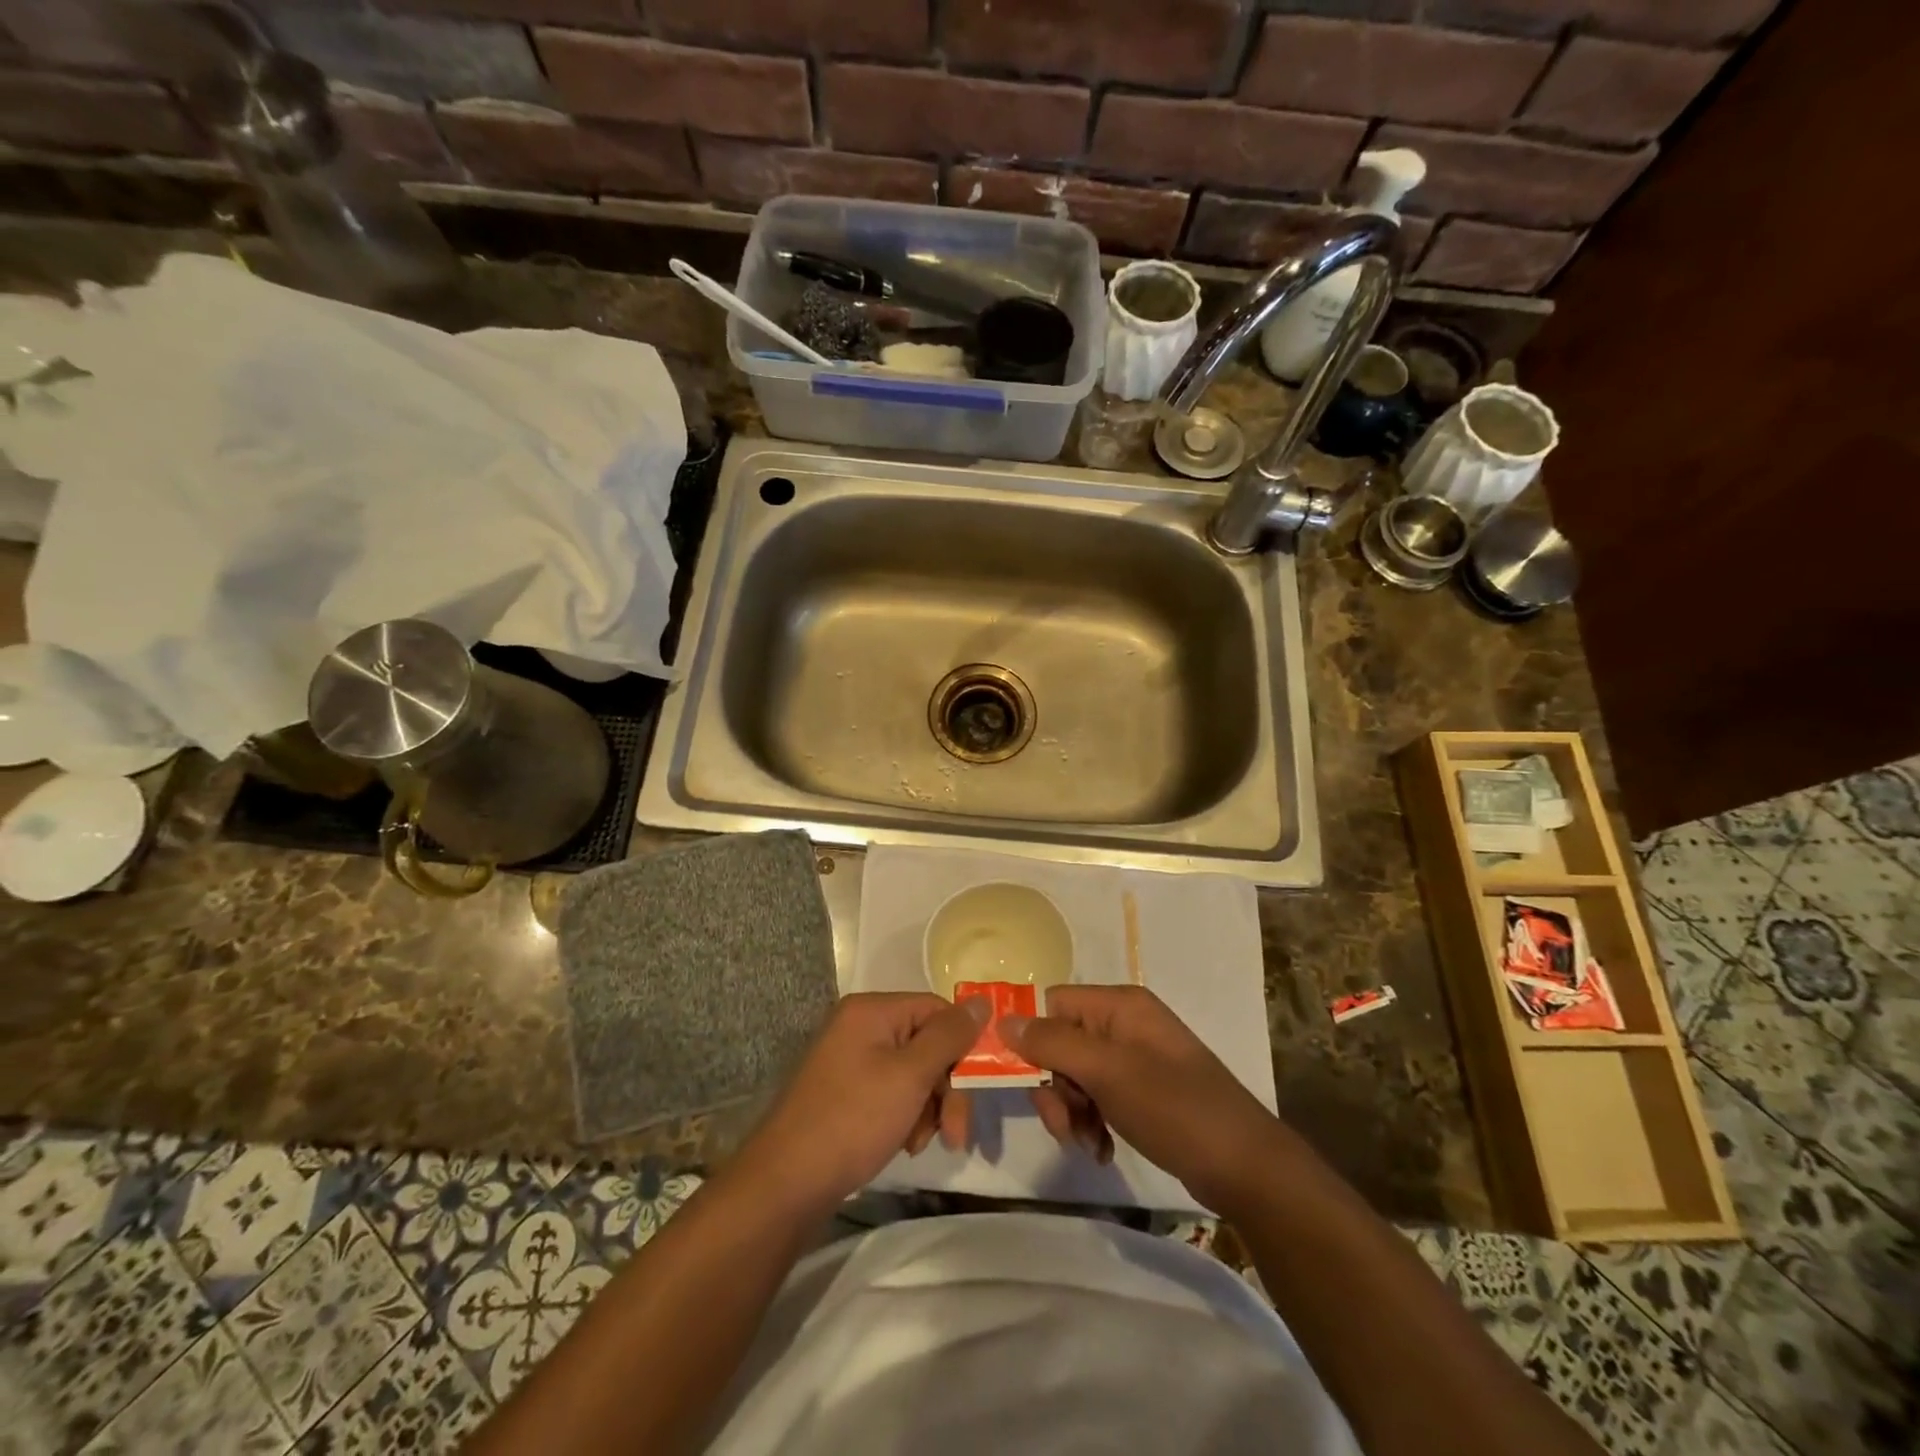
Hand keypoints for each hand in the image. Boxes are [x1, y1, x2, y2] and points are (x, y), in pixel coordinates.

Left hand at [738, 992, 986, 1215]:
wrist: (786, 1184)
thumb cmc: (853, 1120)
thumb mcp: (910, 1076)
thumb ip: (949, 1036)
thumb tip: (982, 1001)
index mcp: (872, 1010)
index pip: (937, 1009)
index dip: (962, 1045)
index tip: (976, 1089)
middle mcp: (860, 1025)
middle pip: (926, 1042)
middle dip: (946, 1087)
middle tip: (954, 1133)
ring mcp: (850, 1059)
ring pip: (913, 1072)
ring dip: (928, 1106)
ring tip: (920, 1143)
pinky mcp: (845, 1091)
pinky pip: (891, 1090)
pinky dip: (906, 1115)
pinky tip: (904, 1144)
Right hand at [1004, 985, 1280, 1210]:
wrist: (1245, 1166)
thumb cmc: (1174, 1108)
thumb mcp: (1108, 1072)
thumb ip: (1053, 1043)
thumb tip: (1003, 1021)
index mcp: (1119, 1005)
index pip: (1053, 1005)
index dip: (1034, 1040)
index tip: (1028, 1083)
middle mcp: (1125, 1023)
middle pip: (1061, 1043)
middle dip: (1055, 1087)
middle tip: (1063, 1126)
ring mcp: (1136, 1058)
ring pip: (1076, 1075)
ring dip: (1072, 1111)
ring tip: (1088, 1145)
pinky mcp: (1143, 1091)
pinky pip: (1098, 1097)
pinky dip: (1093, 1123)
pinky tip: (1103, 1151)